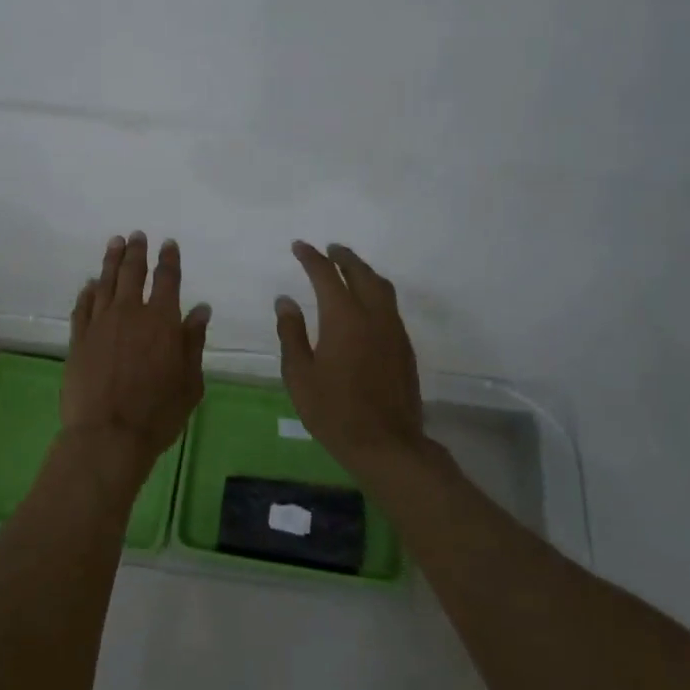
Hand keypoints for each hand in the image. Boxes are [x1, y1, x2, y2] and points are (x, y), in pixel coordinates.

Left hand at [62, 233, 210, 467]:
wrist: (107, 435)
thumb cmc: (158, 413)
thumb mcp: (190, 381)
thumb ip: (193, 342)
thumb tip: (200, 310)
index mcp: (162, 321)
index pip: (168, 280)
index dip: (169, 259)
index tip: (168, 244)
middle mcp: (130, 313)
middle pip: (133, 273)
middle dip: (137, 251)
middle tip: (137, 235)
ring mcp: (100, 324)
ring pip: (106, 282)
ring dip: (111, 261)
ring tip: (114, 243)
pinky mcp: (78, 339)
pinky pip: (83, 306)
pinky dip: (88, 291)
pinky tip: (90, 284)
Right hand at [276, 241, 426, 471]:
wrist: (386, 443)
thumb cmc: (334, 411)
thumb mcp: (299, 375)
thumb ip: (292, 333)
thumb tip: (285, 301)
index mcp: (344, 318)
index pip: (326, 275)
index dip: (312, 258)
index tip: (299, 246)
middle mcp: (373, 315)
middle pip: (361, 273)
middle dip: (344, 257)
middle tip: (330, 249)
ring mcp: (394, 330)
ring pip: (382, 287)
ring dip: (364, 272)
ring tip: (349, 269)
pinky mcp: (404, 347)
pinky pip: (390, 306)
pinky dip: (375, 292)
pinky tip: (366, 304)